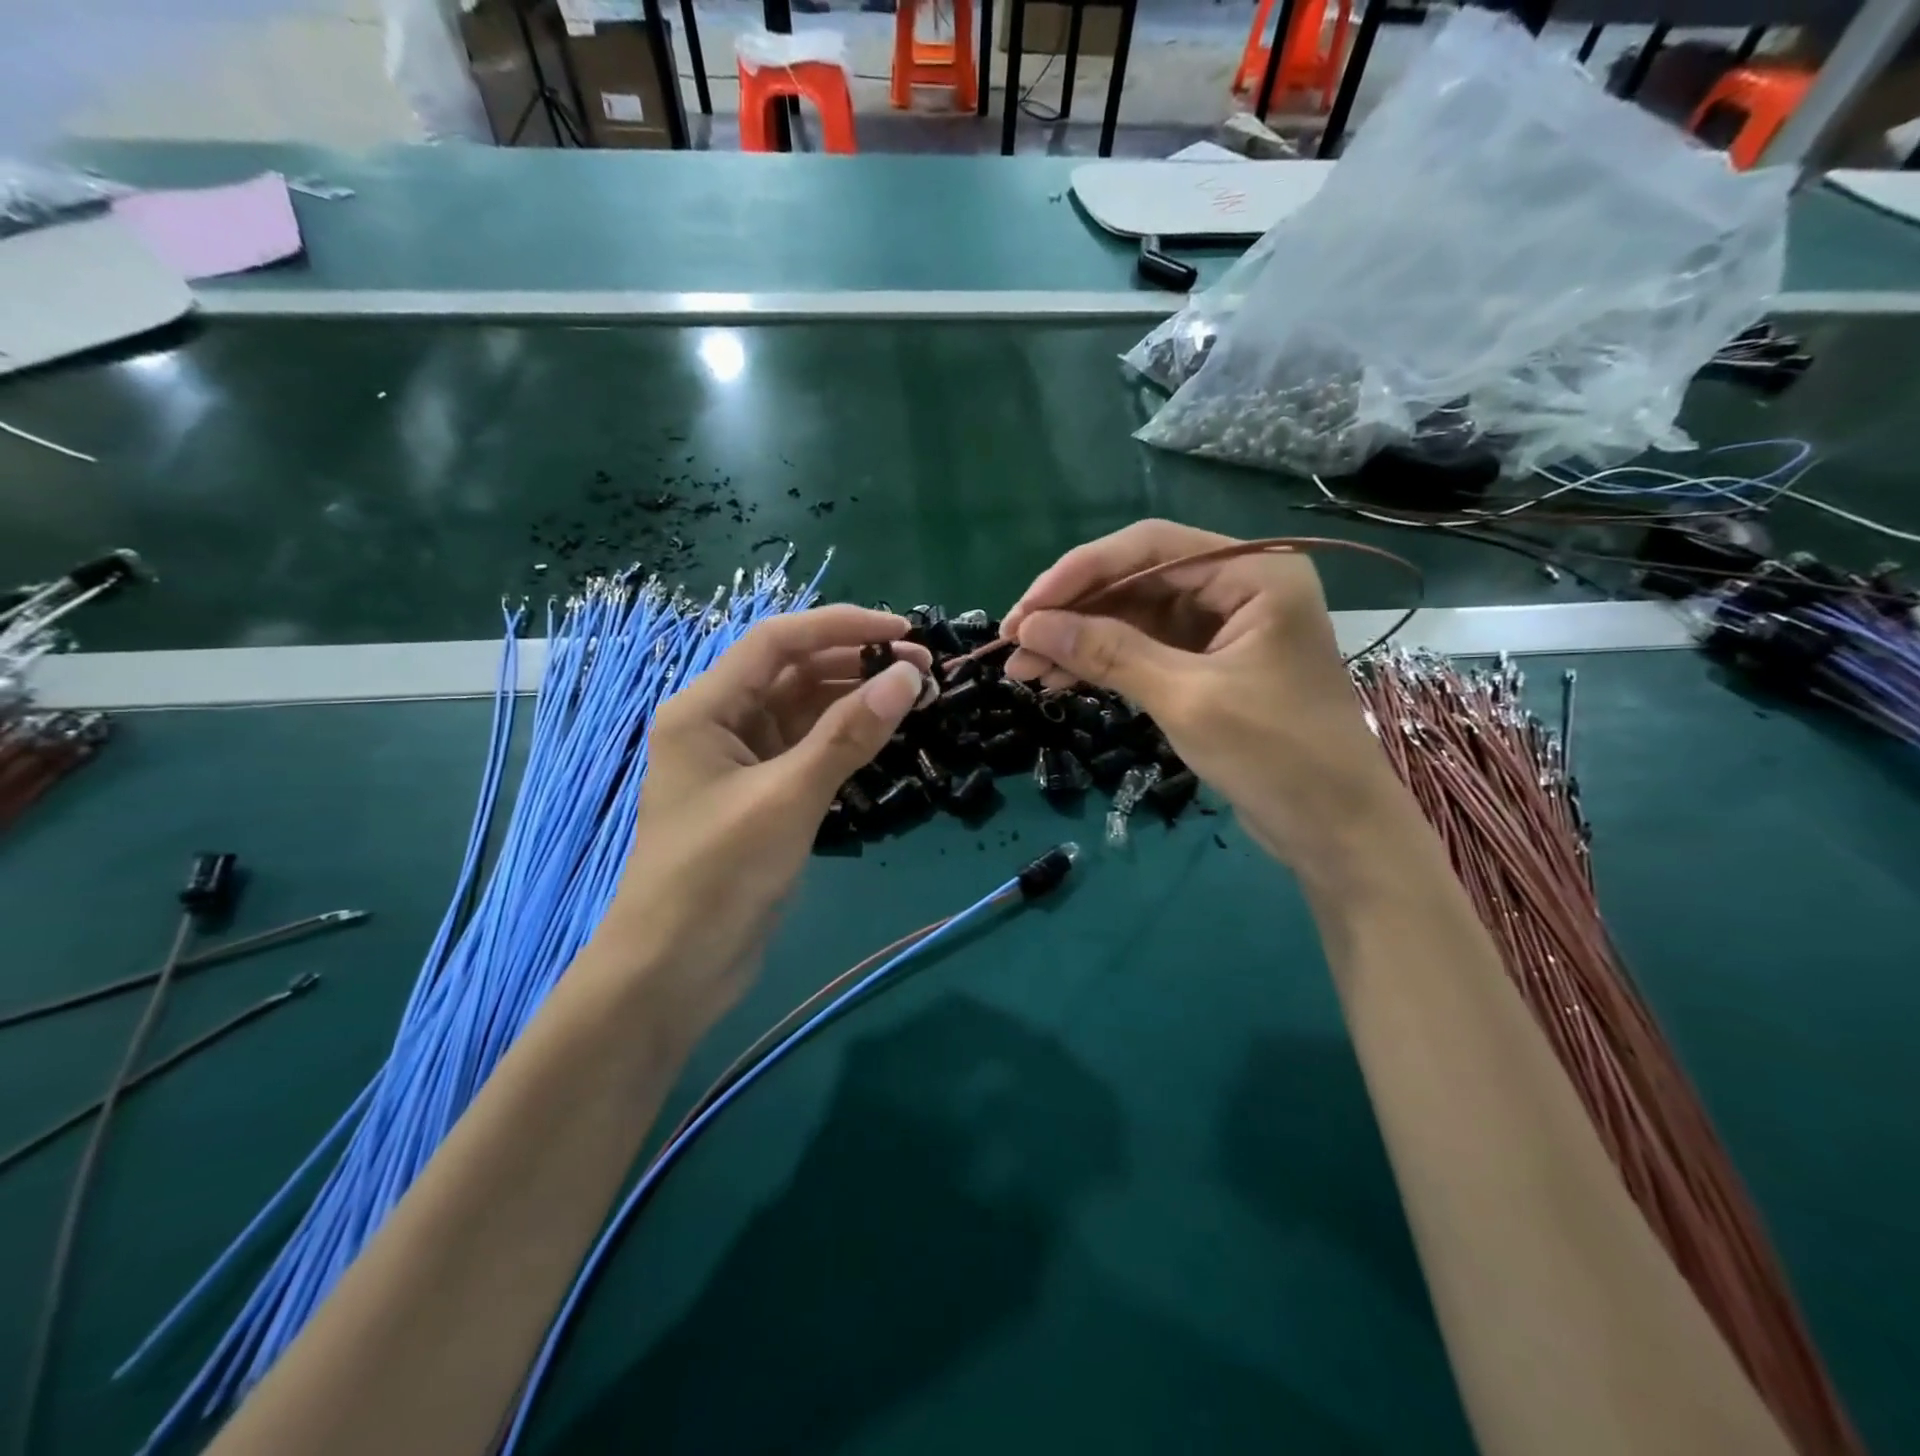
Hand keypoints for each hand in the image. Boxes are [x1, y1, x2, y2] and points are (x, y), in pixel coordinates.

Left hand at [592, 606, 929, 1036]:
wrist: (674, 970)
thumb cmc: (718, 875)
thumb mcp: (788, 798)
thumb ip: (849, 735)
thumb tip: (909, 677)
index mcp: (705, 708)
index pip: (777, 641)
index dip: (841, 626)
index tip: (902, 631)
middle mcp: (720, 722)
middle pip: (793, 671)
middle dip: (855, 663)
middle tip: (922, 669)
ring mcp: (742, 761)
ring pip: (805, 710)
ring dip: (855, 699)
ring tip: (914, 696)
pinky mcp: (762, 795)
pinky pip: (808, 748)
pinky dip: (845, 738)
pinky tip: (884, 734)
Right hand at [1000, 520, 1410, 886]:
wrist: (1335, 831)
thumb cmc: (1277, 755)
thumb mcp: (1187, 698)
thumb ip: (1109, 653)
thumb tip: (1031, 627)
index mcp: (1254, 572)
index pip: (1148, 548)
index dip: (1078, 574)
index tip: (1025, 611)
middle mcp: (1238, 587)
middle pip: (1136, 581)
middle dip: (1072, 613)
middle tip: (1014, 646)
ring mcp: (1223, 628)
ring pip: (1133, 618)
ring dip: (1079, 641)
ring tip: (1024, 672)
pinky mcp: (1208, 666)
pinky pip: (1144, 650)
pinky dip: (1103, 665)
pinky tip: (1060, 681)